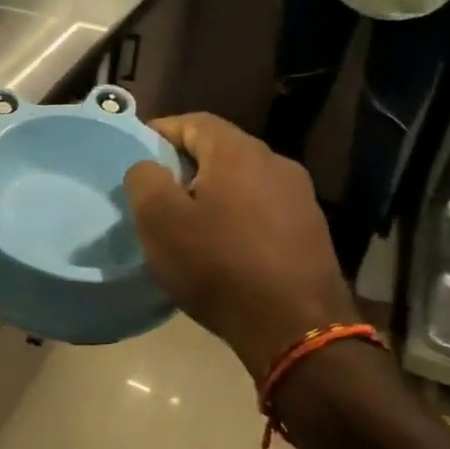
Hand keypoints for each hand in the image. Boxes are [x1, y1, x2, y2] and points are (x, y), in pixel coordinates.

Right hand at [123, 114, 357, 380]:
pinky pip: (263, 210)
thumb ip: (145, 180)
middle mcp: (276, 163)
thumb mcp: (159, 221)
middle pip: (221, 150)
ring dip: (213, 193)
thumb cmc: (217, 265)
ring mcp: (300, 198)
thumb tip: (149, 167)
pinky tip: (224, 248)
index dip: (161, 131)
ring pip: (243, 181)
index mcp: (239, 153)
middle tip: (157, 192)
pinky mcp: (311, 231)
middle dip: (186, 165)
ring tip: (189, 223)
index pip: (194, 121)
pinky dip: (238, 217)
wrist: (295, 327)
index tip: (137, 153)